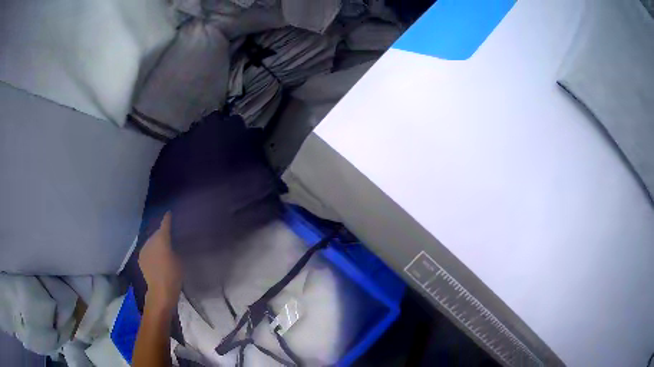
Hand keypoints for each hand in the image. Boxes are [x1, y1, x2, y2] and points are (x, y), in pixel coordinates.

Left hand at [139, 212, 181, 311]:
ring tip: (163, 249)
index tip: (169, 213)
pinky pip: (148, 250)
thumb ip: (175, 248)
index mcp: (162, 238)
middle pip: (157, 233)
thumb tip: (172, 243)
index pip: (165, 224)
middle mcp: (150, 240)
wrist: (160, 290)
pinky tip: (156, 258)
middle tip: (169, 237)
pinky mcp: (141, 258)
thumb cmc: (174, 275)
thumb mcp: (179, 259)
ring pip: (151, 241)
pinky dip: (152, 251)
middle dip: (162, 233)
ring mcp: (144, 249)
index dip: (168, 218)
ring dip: (156, 243)